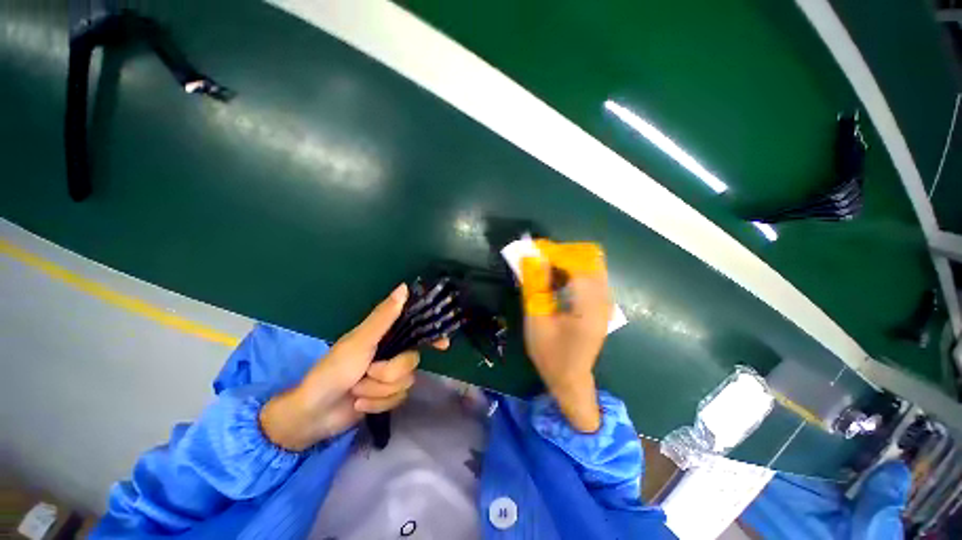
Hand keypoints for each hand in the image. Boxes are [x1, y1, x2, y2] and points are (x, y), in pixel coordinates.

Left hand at [260, 284, 448, 450]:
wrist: (314, 414)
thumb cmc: (333, 371)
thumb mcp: (360, 341)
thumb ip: (384, 317)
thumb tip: (404, 287)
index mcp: (386, 337)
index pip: (416, 331)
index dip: (432, 336)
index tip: (443, 345)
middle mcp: (391, 354)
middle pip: (412, 362)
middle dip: (387, 373)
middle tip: (366, 373)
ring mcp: (389, 377)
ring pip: (405, 383)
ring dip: (378, 391)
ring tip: (357, 392)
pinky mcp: (386, 397)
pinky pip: (397, 400)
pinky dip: (376, 404)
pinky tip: (359, 405)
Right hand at [521, 242, 611, 431]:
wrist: (570, 378)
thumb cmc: (550, 353)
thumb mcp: (536, 320)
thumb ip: (536, 287)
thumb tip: (532, 258)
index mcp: (588, 307)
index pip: (578, 265)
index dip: (556, 253)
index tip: (535, 250)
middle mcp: (603, 301)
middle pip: (591, 260)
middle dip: (564, 254)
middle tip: (541, 258)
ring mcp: (605, 303)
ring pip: (591, 266)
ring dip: (568, 261)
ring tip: (545, 267)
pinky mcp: (601, 305)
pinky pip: (590, 277)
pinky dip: (573, 271)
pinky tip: (556, 279)